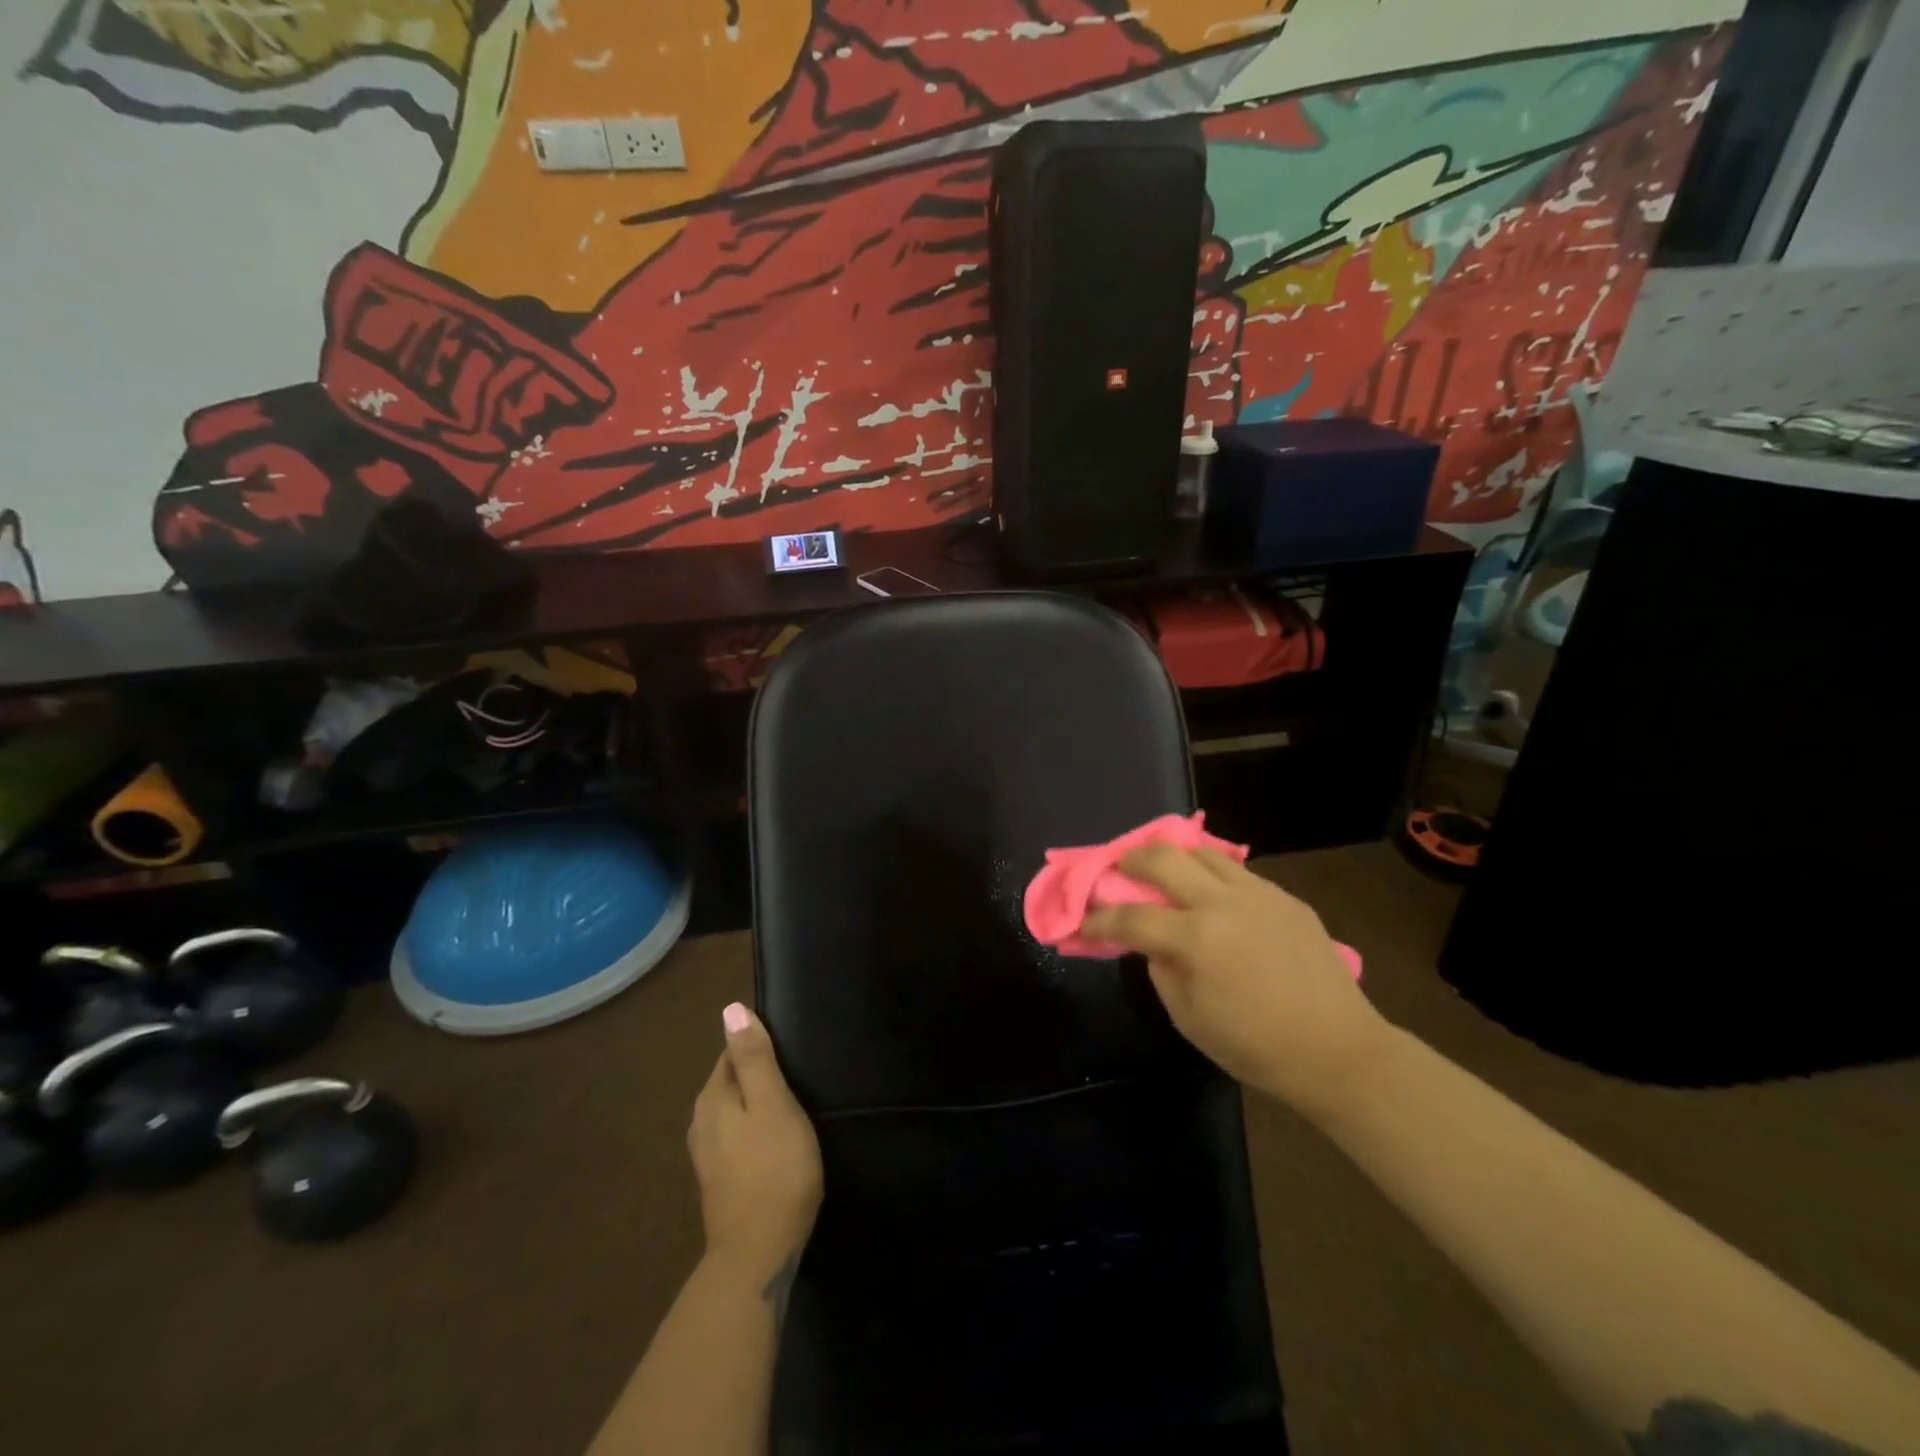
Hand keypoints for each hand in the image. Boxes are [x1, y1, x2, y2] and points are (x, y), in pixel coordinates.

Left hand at [688, 1003, 822, 1287]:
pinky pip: (737, 1136)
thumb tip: (731, 1008)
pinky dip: (755, 1130)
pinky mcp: (719, 1179)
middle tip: (798, 1078)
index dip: (761, 1046)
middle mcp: (701, 1121)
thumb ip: (754, 1057)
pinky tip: (776, 1141)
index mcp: (712, 1098)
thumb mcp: (773, 1103)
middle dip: (759, 1074)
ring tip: (792, 1107)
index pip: (732, 1051)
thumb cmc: (774, 1169)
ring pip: (734, 1110)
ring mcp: (707, 1154)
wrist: (758, 1254)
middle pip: (732, 1080)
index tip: (791, 1052)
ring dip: (758, 1104)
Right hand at [1080, 846, 1392, 1122]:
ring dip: (1174, 859)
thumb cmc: (1256, 1047)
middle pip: (1163, 857)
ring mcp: (1259, 894)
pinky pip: (1238, 873)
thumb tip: (1151, 940)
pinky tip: (1211, 896)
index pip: (1131, 917)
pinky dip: (1211, 876)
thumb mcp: (1190, 1019)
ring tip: (1163, 873)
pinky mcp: (1286, 898)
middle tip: (1117, 871)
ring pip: (1203, 853)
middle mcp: (1224, 903)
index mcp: (1197, 939)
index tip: (1082, 920)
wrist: (1339, 1051)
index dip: (1099, 918)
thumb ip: (1161, 969)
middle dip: (1129, 860)